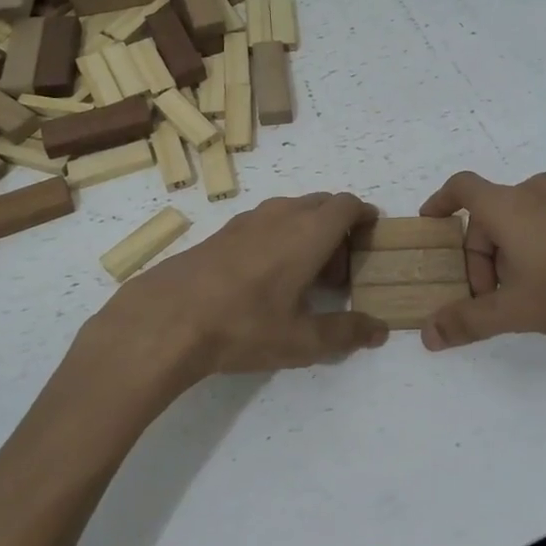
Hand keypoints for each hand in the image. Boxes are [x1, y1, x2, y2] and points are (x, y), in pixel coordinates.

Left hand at [82, 192, 388, 399]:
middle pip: (322, 204)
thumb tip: (380, 330)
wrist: (166, 318)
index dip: (365, 217)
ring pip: (292, 211)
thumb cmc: (243, 326)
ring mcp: (248, 220)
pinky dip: (280, 237)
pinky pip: (266, 222)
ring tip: (304, 277)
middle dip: (339, 229)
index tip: (372, 238)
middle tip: (339, 272)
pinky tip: (266, 278)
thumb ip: (346, 333)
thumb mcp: (301, 340)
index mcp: (308, 232)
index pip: (348, 205)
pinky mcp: (222, 232)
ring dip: (308, 232)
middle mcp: (281, 215)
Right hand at [417, 171, 545, 352]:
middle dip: (479, 256)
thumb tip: (428, 335)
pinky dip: (533, 247)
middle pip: (489, 216)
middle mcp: (534, 193)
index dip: (440, 202)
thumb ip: (468, 321)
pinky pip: (545, 223)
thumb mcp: (516, 310)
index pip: (462, 188)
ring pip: (518, 221)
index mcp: (508, 205)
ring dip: (507, 254)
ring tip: (520, 295)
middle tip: (488, 297)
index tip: (430, 223)